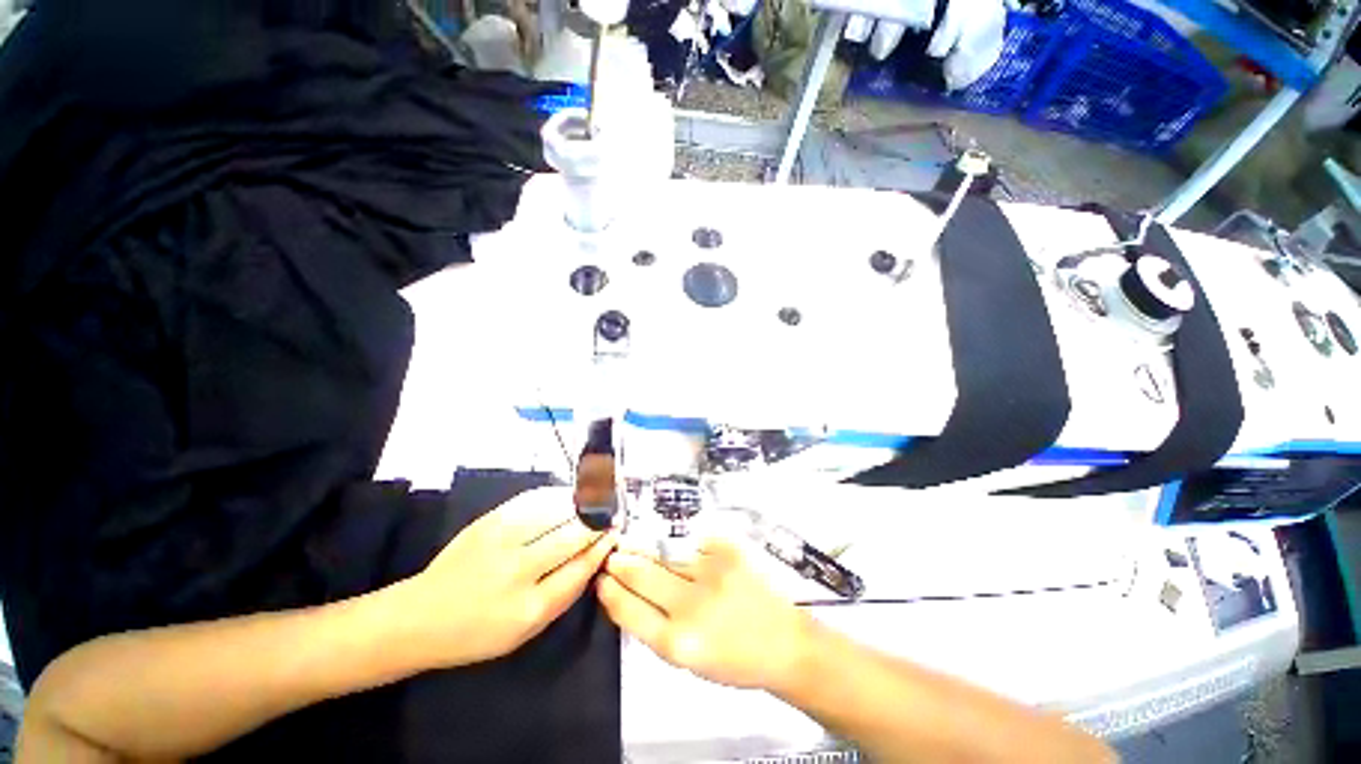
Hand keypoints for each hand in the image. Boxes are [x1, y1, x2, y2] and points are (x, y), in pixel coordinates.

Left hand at [400, 486, 615, 668]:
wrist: (419, 617)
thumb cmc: (476, 633)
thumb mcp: (525, 631)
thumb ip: (562, 595)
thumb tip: (593, 557)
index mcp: (529, 609)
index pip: (581, 568)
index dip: (603, 546)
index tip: (615, 533)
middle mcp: (518, 571)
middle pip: (573, 536)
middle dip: (597, 522)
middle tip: (611, 514)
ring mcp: (501, 541)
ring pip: (557, 512)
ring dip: (582, 505)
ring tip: (595, 501)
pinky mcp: (488, 521)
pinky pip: (533, 500)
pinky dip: (557, 495)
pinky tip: (568, 496)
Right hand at [597, 539, 813, 692]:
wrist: (783, 642)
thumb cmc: (733, 657)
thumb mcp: (687, 658)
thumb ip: (654, 626)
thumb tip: (625, 592)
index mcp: (677, 643)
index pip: (628, 608)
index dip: (610, 589)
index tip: (601, 577)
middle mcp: (691, 605)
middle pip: (641, 573)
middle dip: (621, 560)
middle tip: (612, 552)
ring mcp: (711, 571)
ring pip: (664, 553)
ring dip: (646, 549)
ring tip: (636, 544)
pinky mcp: (728, 549)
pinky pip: (692, 542)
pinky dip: (684, 547)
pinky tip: (684, 551)